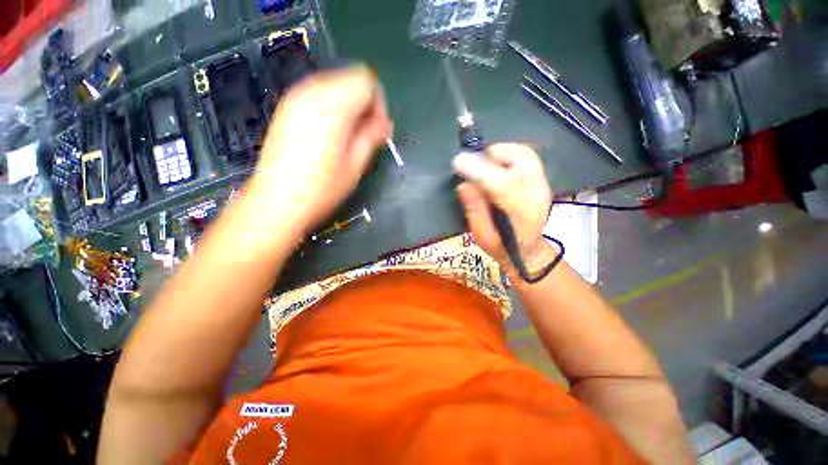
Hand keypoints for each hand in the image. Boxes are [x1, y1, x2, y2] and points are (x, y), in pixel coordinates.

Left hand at [248, 66, 391, 232]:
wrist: (277, 202)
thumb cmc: (322, 187)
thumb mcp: (356, 164)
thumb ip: (372, 136)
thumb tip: (384, 122)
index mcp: (333, 105)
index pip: (366, 81)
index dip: (378, 104)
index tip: (376, 131)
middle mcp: (312, 91)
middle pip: (350, 79)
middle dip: (364, 105)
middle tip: (364, 136)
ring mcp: (295, 98)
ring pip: (334, 86)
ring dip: (348, 108)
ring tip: (347, 139)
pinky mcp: (286, 109)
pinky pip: (317, 96)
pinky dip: (331, 109)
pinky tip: (329, 136)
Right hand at [453, 143, 554, 274]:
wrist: (527, 249)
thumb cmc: (502, 247)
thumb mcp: (482, 236)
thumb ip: (474, 211)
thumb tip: (463, 185)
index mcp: (521, 213)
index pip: (502, 183)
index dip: (479, 170)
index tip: (458, 162)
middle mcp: (536, 193)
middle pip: (518, 160)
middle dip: (489, 157)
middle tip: (470, 165)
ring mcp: (542, 183)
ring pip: (523, 152)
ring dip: (498, 152)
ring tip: (481, 163)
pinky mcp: (541, 178)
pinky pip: (526, 154)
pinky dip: (507, 152)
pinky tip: (494, 163)